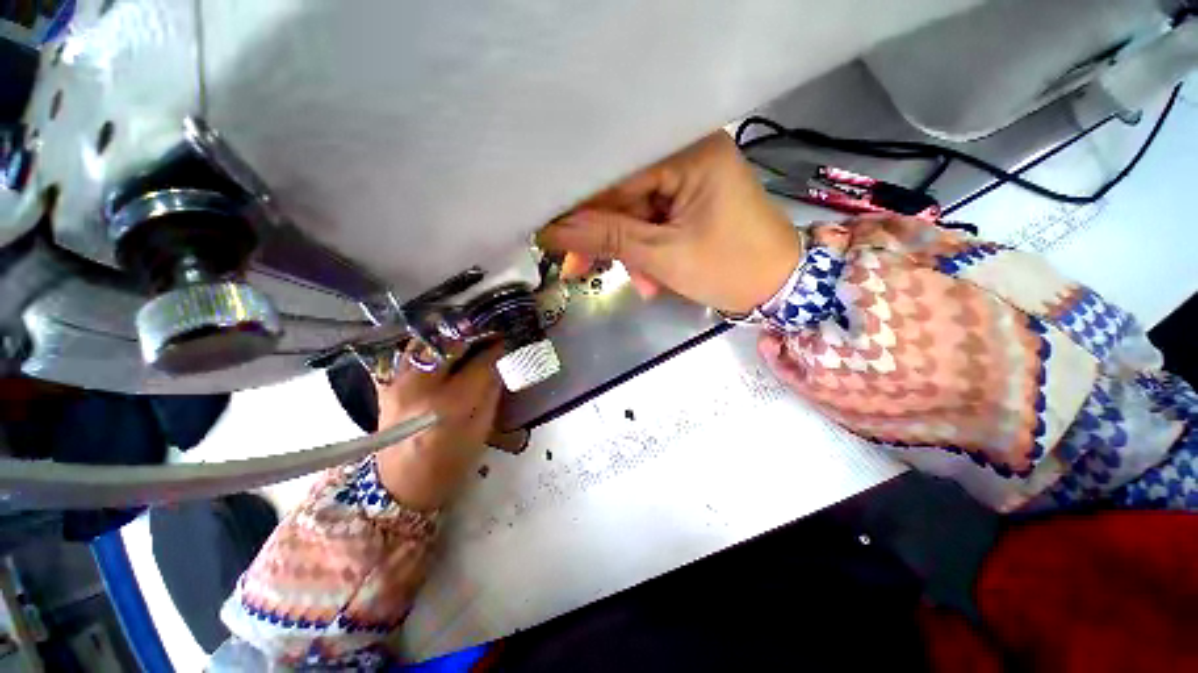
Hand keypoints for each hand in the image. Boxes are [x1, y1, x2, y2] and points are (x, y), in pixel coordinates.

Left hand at [373, 344, 503, 510]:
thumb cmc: (450, 464)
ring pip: (425, 341)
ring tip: (468, 335)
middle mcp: (420, 387)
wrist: (401, 487)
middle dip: (474, 333)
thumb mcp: (481, 429)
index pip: (480, 363)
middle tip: (490, 331)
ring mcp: (398, 383)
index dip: (497, 348)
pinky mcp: (387, 385)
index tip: (507, 339)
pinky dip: (430, 345)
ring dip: (450, 334)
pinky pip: (410, 353)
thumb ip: (490, 391)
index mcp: (449, 405)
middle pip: (450, 343)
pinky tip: (444, 349)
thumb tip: (499, 362)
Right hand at [538, 131, 801, 314]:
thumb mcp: (663, 256)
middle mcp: (688, 152)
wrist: (779, 287)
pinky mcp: (690, 198)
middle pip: (623, 193)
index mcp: (688, 152)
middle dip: (605, 236)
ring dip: (628, 250)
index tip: (551, 232)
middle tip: (577, 267)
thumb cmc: (729, 269)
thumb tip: (551, 231)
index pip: (614, 173)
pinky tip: (651, 278)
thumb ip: (606, 238)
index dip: (580, 206)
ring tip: (640, 283)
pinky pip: (653, 220)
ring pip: (636, 212)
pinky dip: (646, 249)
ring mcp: (690, 176)